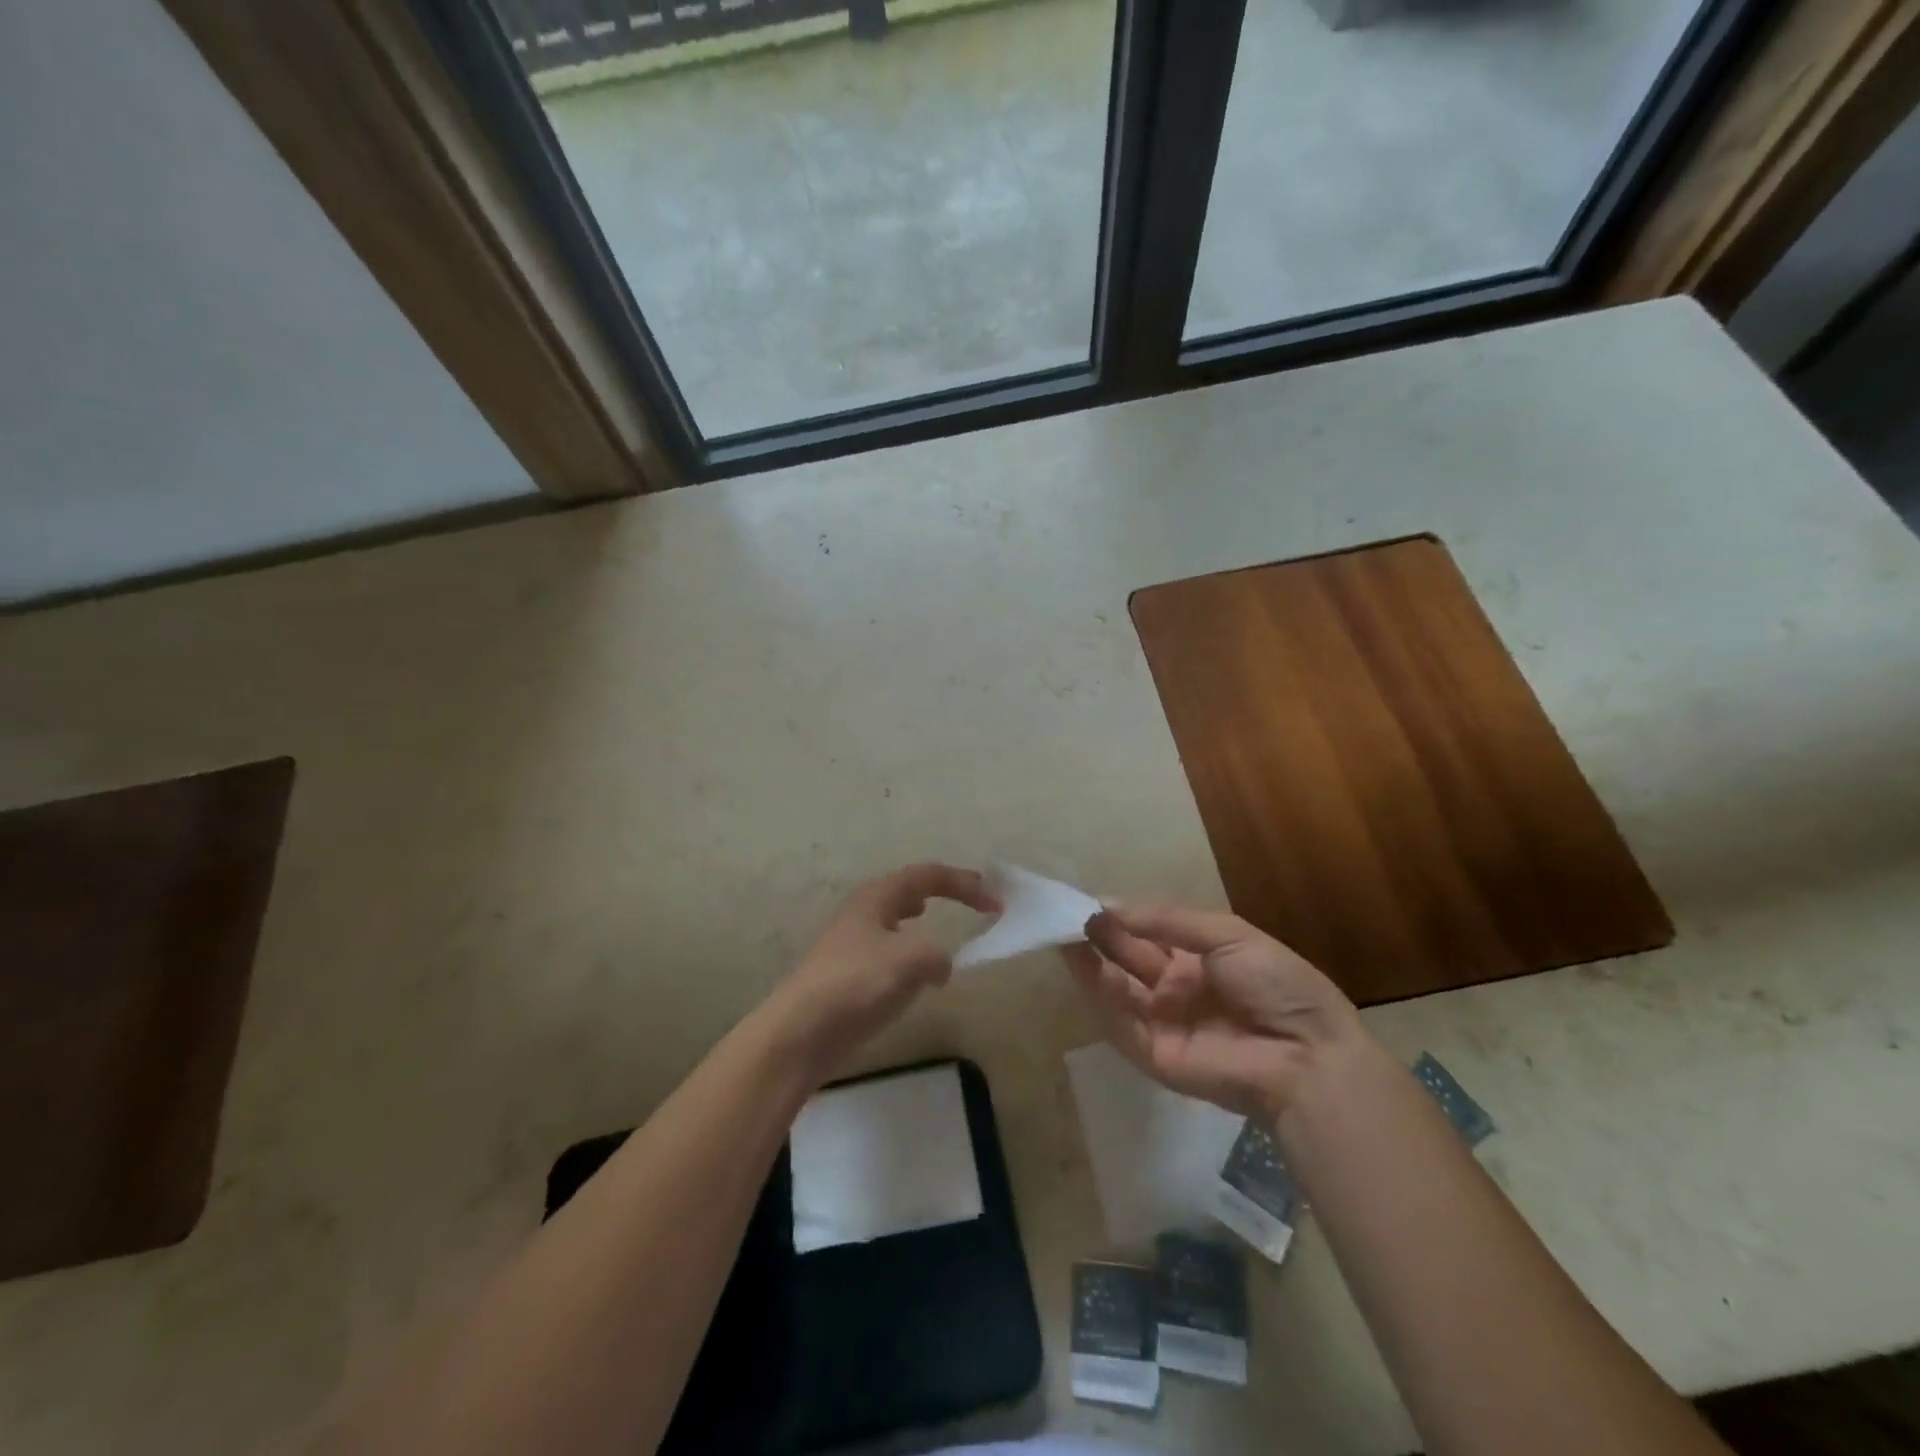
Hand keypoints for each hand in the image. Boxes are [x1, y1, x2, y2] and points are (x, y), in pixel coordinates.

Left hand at [771, 863, 999, 1075]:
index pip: (927, 875)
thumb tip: (939, 966)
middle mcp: (863, 912)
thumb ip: (937, 955)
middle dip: (941, 890)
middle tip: (970, 901)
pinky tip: (912, 970)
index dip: (964, 883)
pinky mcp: (847, 974)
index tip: (995, 901)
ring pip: (893, 917)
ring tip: (933, 919)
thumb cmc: (856, 984)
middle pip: (907, 889)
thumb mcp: (909, 961)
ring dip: (918, 916)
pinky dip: (907, 948)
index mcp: (877, 897)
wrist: (800, 1032)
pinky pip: (886, 948)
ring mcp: (851, 943)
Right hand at [1062, 904, 1361, 1124]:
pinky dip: (1099, 993)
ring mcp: (1163, 1021)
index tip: (1089, 898)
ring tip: (1061, 931)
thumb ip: (1169, 920)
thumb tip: (1112, 905)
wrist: (1308, 1056)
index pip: (1148, 932)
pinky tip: (1083, 964)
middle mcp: (1176, 987)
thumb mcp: (1229, 935)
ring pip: (1116, 987)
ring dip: (1088, 961)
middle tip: (1066, 911)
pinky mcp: (1153, 1054)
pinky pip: (1120, 1020)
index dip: (1120, 915)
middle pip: (1127, 956)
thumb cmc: (1278, 985)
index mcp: (1199, 958)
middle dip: (1099, 933)